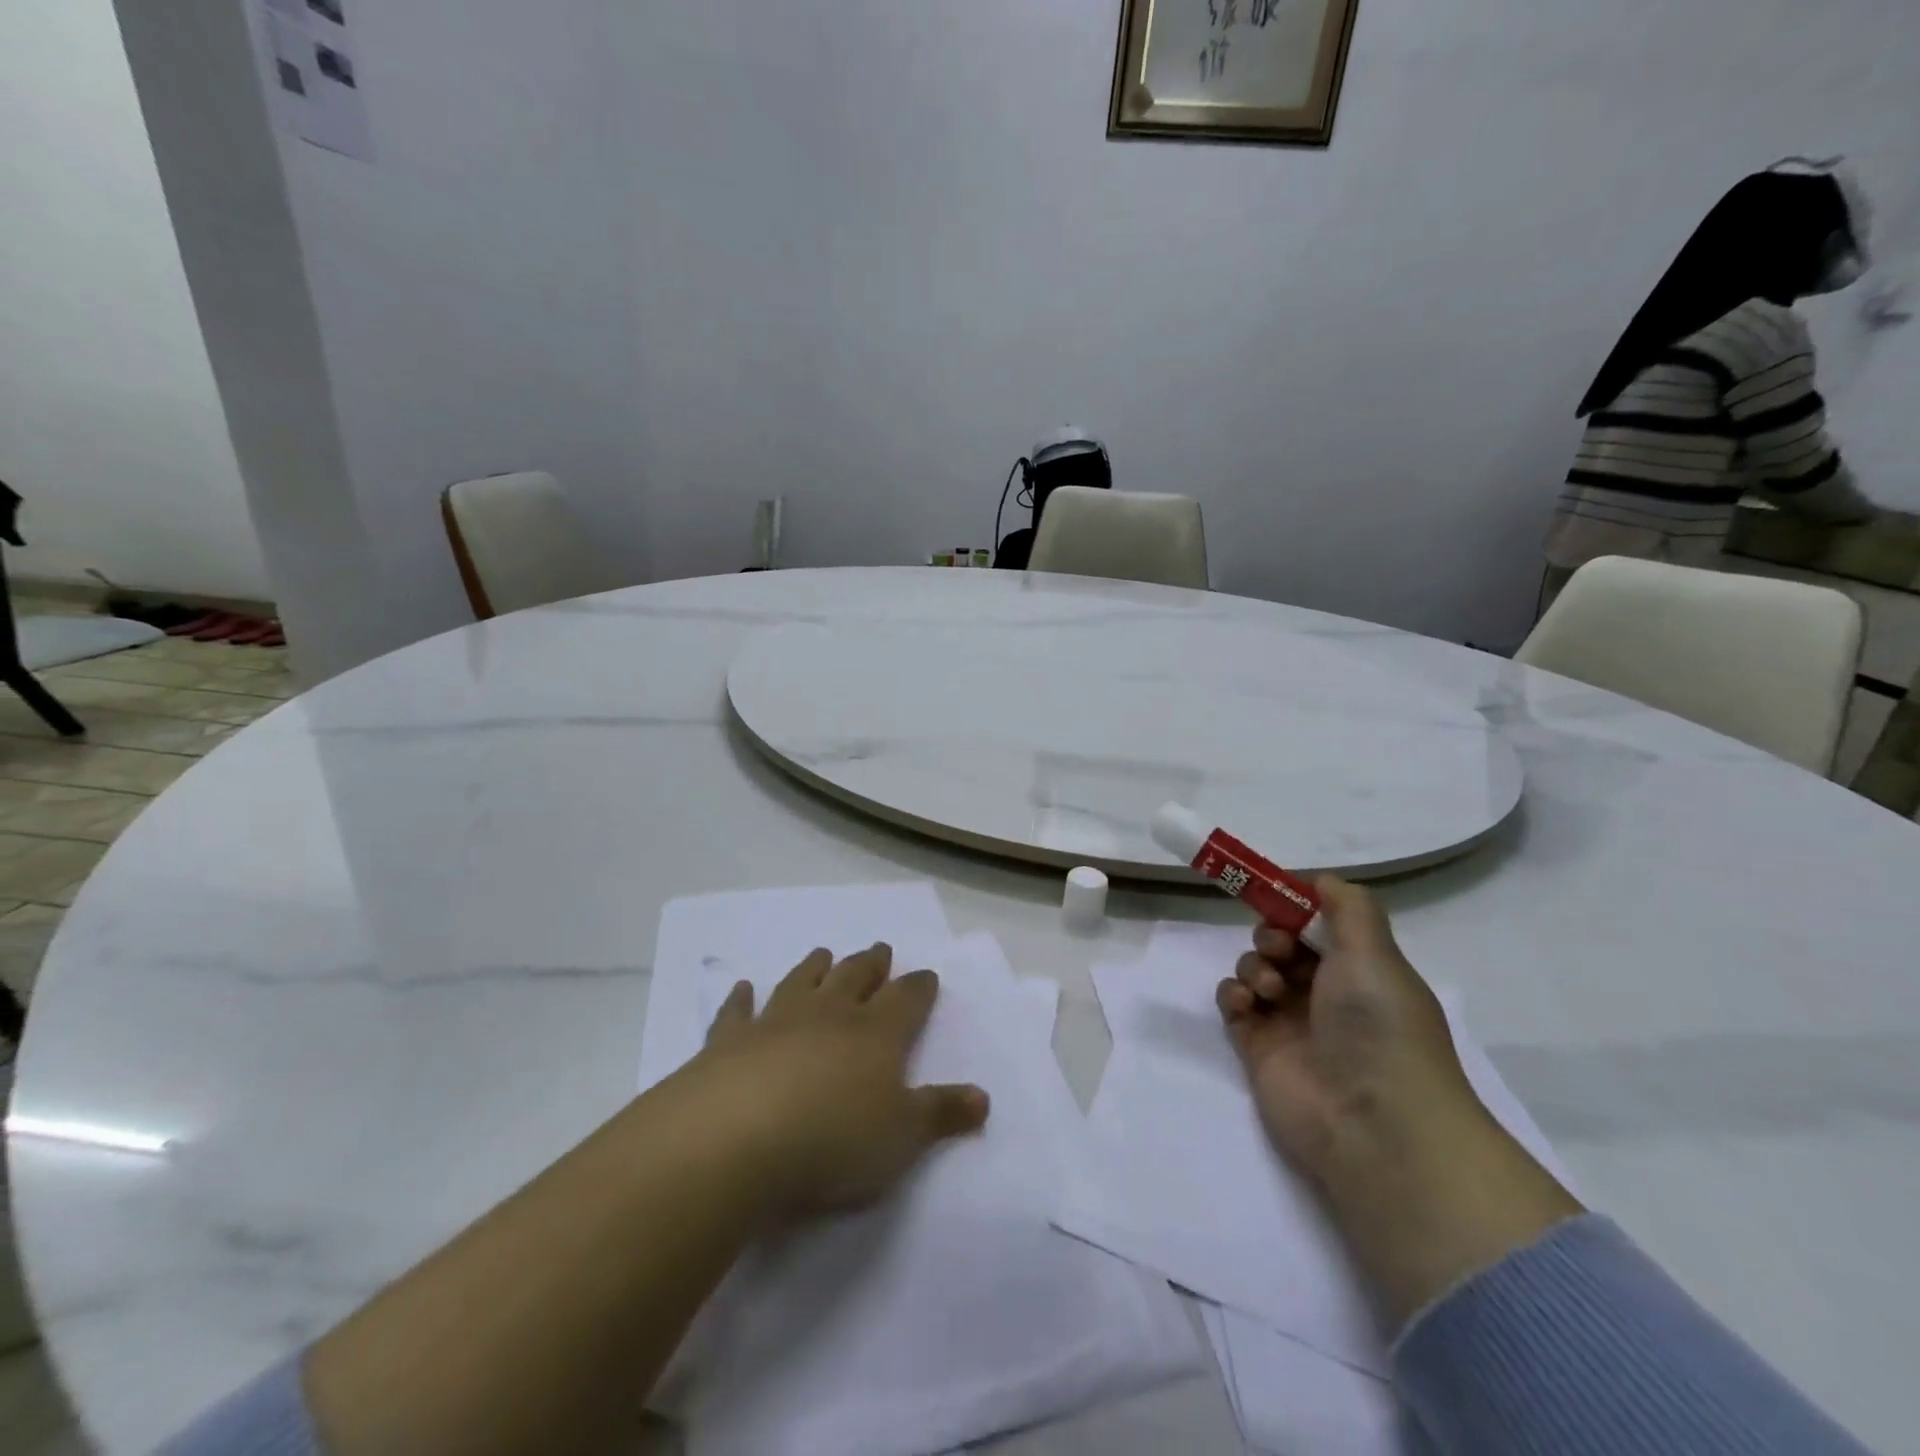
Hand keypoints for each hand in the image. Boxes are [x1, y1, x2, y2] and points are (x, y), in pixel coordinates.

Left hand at [689, 944, 989, 1220]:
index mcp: (876, 1033)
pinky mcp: (729, 1040)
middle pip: (855, 978)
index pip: (906, 999)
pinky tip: (742, 988)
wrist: (735, 1137)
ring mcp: (776, 1021)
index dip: (919, 987)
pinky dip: (740, 999)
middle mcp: (829, 1014)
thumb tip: (983, 1098)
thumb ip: (941, 1113)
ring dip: (815, 967)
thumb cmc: (832, 1139)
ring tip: (824, 952)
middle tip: (880, 948)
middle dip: (871, 964)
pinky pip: (737, 1012)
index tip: (927, 975)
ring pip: (802, 982)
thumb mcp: (901, 1137)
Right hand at [1217, 877, 1582, 1328]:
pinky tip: (1246, 1004)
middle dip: (1272, 935)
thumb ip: (1348, 906)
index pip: (1320, 926)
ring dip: (1253, 965)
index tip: (1276, 896)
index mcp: (1360, 971)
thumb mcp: (1375, 953)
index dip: (1296, 908)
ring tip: (1268, 990)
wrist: (1373, 1123)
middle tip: (1278, 948)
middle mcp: (1326, 994)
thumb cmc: (1379, 1027)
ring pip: (1255, 969)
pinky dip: (1233, 995)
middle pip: (1282, 944)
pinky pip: (1233, 1004)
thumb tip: (1322, 880)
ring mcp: (1291, 1022)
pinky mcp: (1258, 1048)